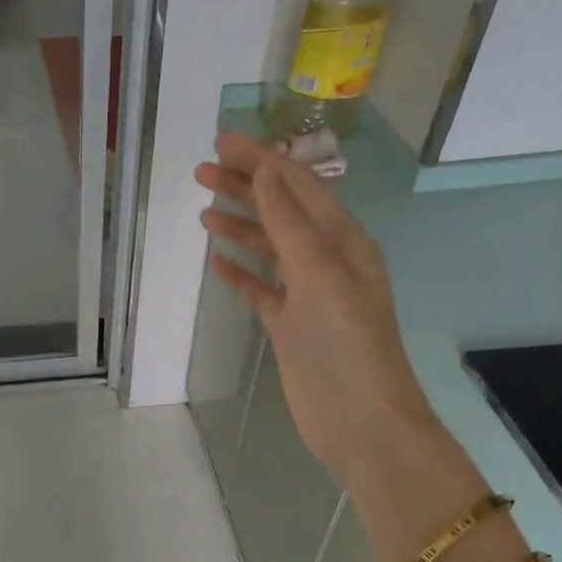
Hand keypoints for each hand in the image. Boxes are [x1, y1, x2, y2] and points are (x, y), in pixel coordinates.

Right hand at [195, 133, 432, 486]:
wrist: (360, 420)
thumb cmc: (345, 343)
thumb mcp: (320, 274)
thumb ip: (291, 223)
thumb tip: (268, 170)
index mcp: (343, 240)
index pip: (298, 187)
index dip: (262, 161)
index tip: (222, 141)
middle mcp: (326, 260)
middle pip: (280, 211)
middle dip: (245, 187)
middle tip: (201, 169)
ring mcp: (307, 294)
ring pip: (269, 248)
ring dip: (239, 225)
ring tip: (203, 208)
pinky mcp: (290, 325)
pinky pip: (262, 289)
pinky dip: (241, 273)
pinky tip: (217, 263)